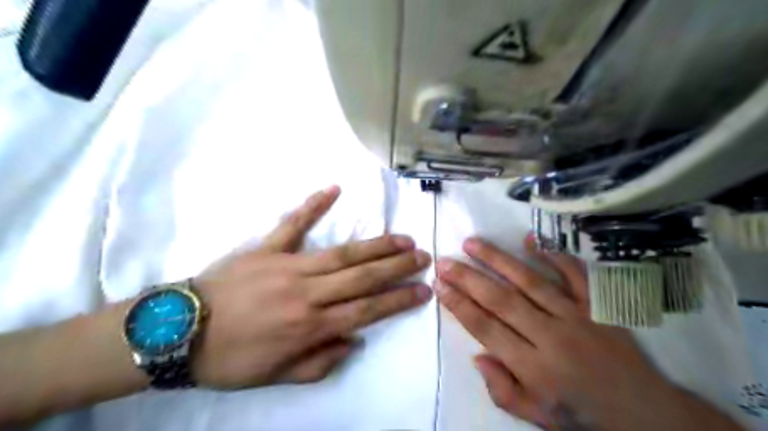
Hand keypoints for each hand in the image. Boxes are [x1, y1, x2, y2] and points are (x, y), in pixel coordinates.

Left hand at [191, 187, 430, 387]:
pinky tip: (334, 188)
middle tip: (422, 256)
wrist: (176, 333)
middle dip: (397, 266)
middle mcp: (306, 293)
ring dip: (375, 245)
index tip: (423, 290)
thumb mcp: (276, 377)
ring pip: (342, 254)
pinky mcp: (266, 247)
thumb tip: (353, 339)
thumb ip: (320, 363)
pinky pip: (293, 223)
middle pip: (362, 277)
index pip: (366, 310)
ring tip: (402, 238)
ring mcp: (287, 265)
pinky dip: (313, 205)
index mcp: (309, 326)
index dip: (398, 299)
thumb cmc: (229, 359)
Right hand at [438, 235, 743, 430]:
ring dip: (498, 260)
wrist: (645, 413)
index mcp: (534, 368)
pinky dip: (554, 255)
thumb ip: (501, 390)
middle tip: (445, 261)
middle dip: (468, 278)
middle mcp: (552, 337)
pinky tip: (530, 239)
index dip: (460, 305)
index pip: (487, 329)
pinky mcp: (597, 305)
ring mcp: (577, 316)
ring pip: (529, 281)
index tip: (440, 286)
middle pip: (501, 300)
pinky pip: (574, 275)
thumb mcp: (536, 416)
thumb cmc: (581, 415)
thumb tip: (477, 355)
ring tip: (472, 243)